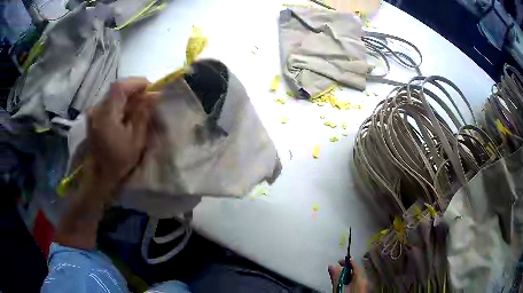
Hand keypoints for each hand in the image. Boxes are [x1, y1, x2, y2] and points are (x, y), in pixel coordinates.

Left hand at [87, 77, 157, 192]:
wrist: (102, 174)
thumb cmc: (120, 160)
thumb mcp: (136, 139)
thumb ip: (143, 114)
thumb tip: (155, 94)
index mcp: (106, 117)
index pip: (119, 87)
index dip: (136, 83)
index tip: (150, 88)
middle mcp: (97, 110)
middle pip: (116, 89)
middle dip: (134, 89)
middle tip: (147, 97)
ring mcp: (94, 112)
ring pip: (113, 94)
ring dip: (127, 95)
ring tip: (139, 105)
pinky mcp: (94, 115)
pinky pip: (109, 101)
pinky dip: (120, 102)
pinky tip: (127, 112)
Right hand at [328, 261, 368, 292]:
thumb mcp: (339, 288)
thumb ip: (336, 277)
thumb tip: (332, 265)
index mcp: (360, 278)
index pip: (354, 265)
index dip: (346, 262)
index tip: (338, 261)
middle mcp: (365, 281)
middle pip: (354, 272)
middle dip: (344, 272)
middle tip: (335, 274)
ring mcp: (365, 287)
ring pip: (355, 278)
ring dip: (346, 279)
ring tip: (338, 282)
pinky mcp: (363, 291)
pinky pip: (356, 284)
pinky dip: (350, 284)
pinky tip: (344, 288)